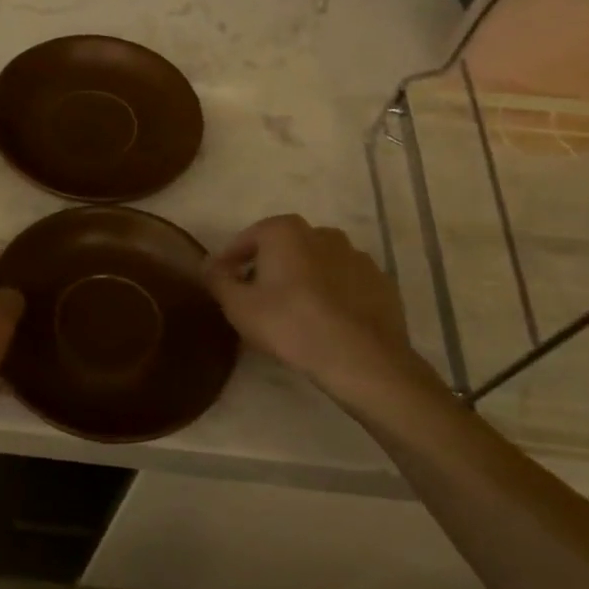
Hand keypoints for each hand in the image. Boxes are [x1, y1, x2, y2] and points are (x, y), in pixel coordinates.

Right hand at [206, 215, 439, 413]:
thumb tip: (207, 264)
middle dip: (268, 267)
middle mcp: (322, 233)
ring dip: (302, 280)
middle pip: (284, 248)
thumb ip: (217, 279)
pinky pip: (344, 283)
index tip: (223, 283)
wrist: (360, 358)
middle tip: (256, 299)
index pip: (247, 239)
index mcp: (285, 231)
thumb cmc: (289, 324)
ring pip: (317, 264)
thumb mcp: (238, 306)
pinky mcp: (380, 282)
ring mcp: (357, 256)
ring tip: (292, 313)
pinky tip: (325, 321)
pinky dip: (332, 294)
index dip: (230, 261)